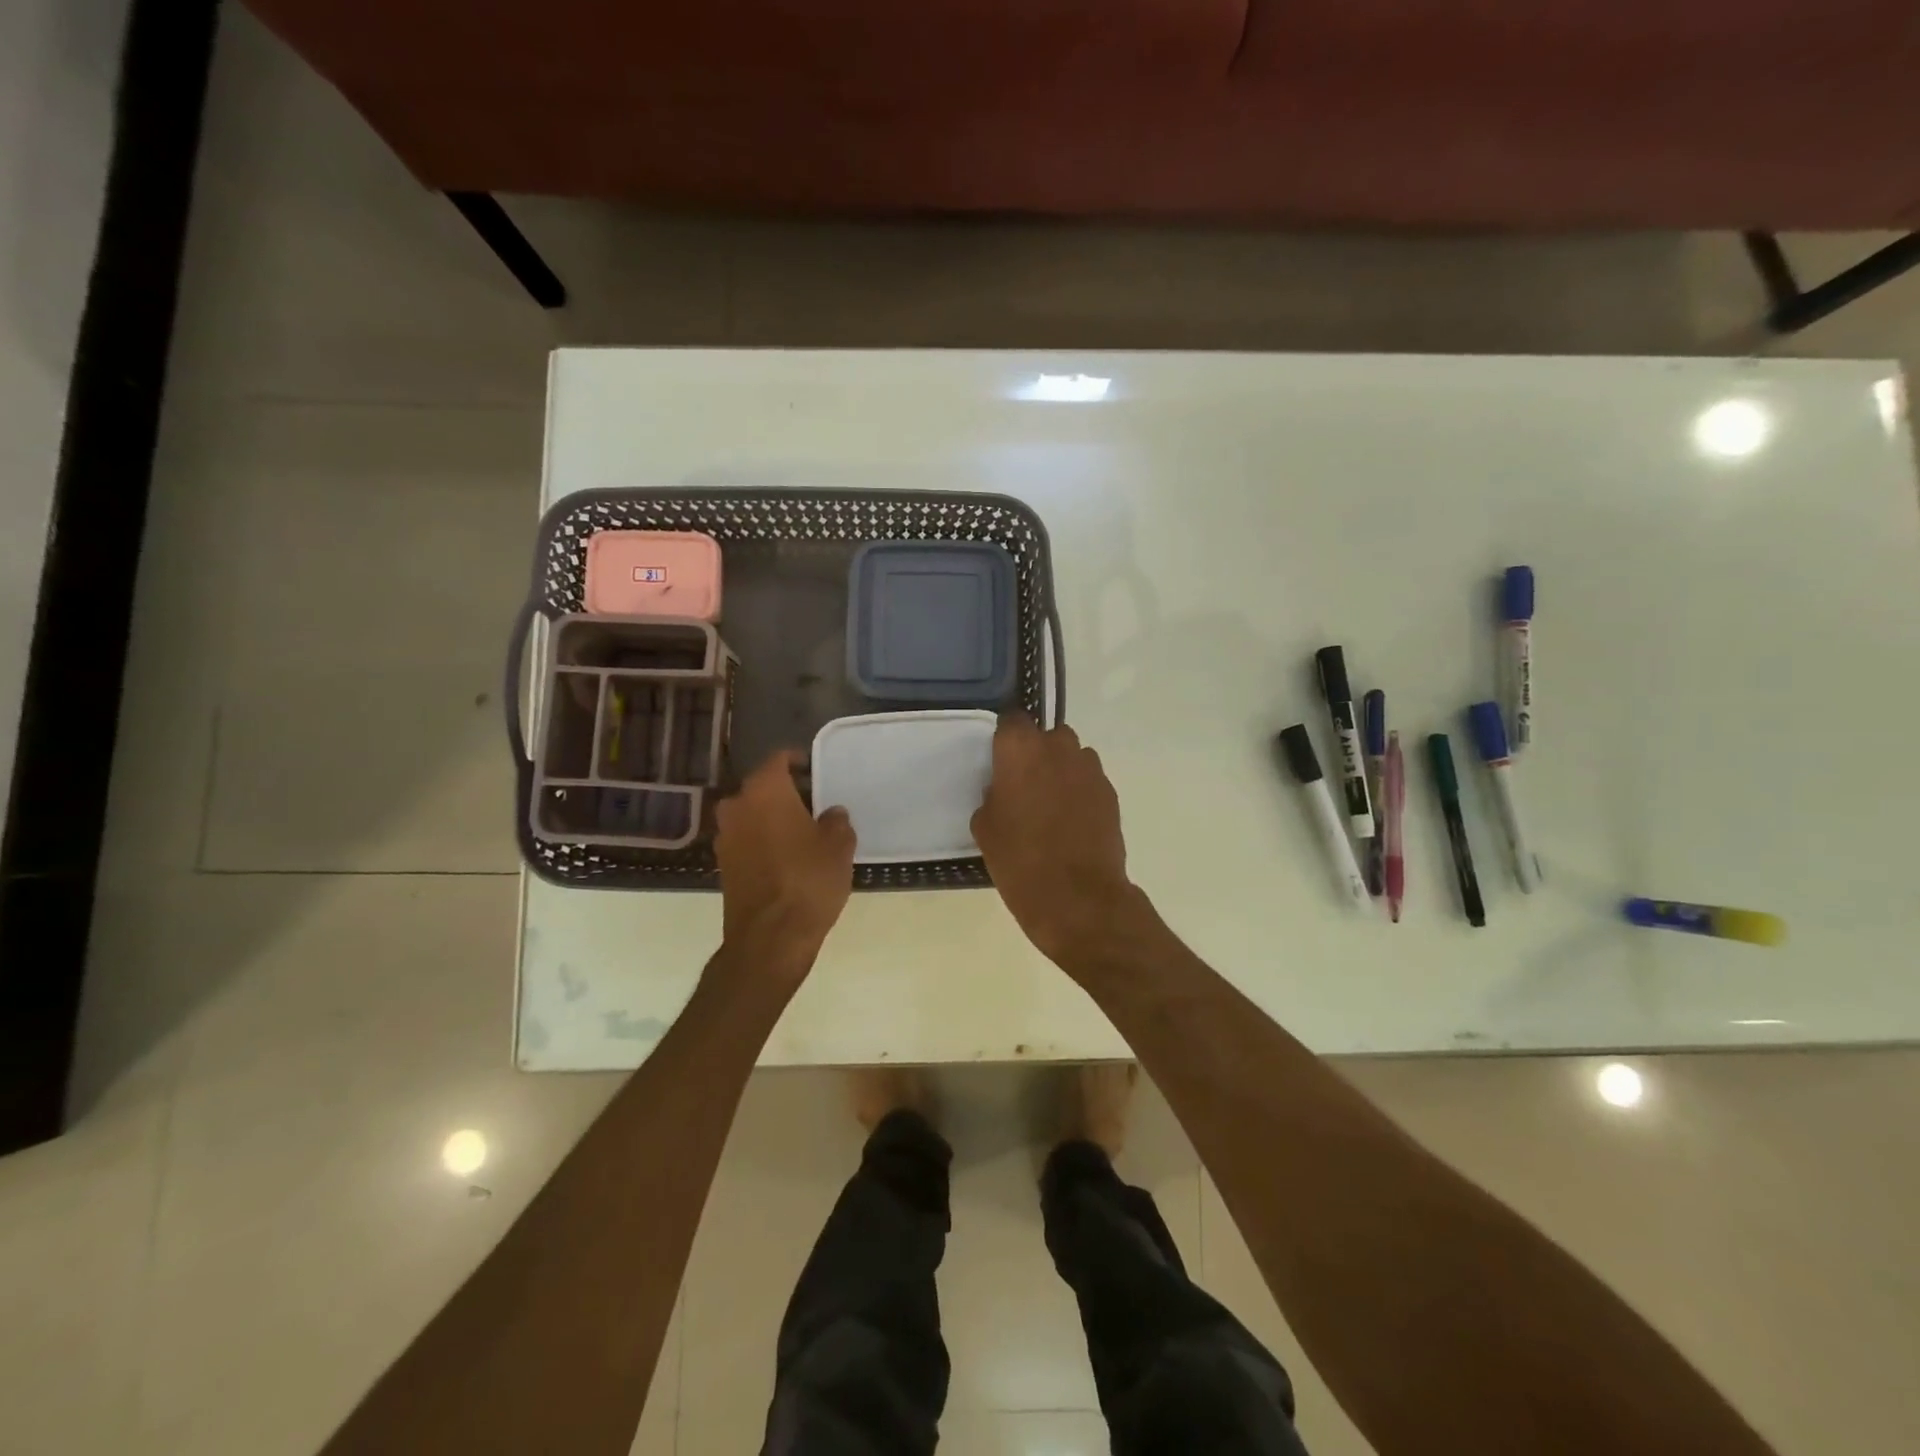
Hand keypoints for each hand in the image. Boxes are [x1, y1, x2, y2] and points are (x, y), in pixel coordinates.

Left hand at [714, 751, 856, 979]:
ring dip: (773, 818)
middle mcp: (737, 806)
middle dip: (786, 792)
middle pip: (762, 787)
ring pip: (752, 814)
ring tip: (803, 832)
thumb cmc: (808, 880)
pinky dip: (764, 841)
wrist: (770, 938)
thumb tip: (831, 814)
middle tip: (814, 804)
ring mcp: (725, 837)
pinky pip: (747, 839)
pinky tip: (787, 857)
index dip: (798, 761)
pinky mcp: (723, 865)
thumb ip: (836, 821)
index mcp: (764, 790)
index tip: (816, 770)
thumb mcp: (838, 846)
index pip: (778, 760)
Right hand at [971, 715, 1140, 967]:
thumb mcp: (986, 828)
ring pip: (1073, 756)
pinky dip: (1080, 792)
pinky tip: (1072, 822)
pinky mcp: (1110, 793)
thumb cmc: (1019, 860)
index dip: (1006, 739)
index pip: (1012, 720)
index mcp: (1020, 750)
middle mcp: (1058, 748)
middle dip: (1038, 753)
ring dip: (1062, 770)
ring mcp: (1090, 769)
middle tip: (1025, 784)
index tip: (1000, 760)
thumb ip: (993, 796)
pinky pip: (1090, 781)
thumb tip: (1004, 792)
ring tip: (1052, 804)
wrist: (1076, 896)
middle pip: (1048, 736)